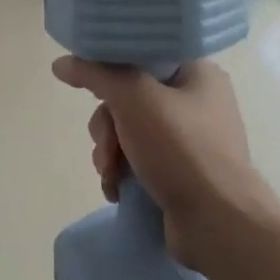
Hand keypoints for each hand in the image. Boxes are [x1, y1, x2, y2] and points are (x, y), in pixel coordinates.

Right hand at [52, 56, 274, 270]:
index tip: (94, 90)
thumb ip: (96, 74)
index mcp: (197, 73)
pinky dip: (122, 172)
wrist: (218, 224)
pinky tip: (117, 188)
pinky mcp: (180, 171)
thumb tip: (61, 63)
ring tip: (112, 174)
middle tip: (109, 146)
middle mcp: (196, 102)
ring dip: (110, 152)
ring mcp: (189, 140)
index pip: (142, 55)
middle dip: (107, 126)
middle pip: (128, 97)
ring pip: (127, 131)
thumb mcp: (133, 99)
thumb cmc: (181, 150)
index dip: (111, 69)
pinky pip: (138, 159)